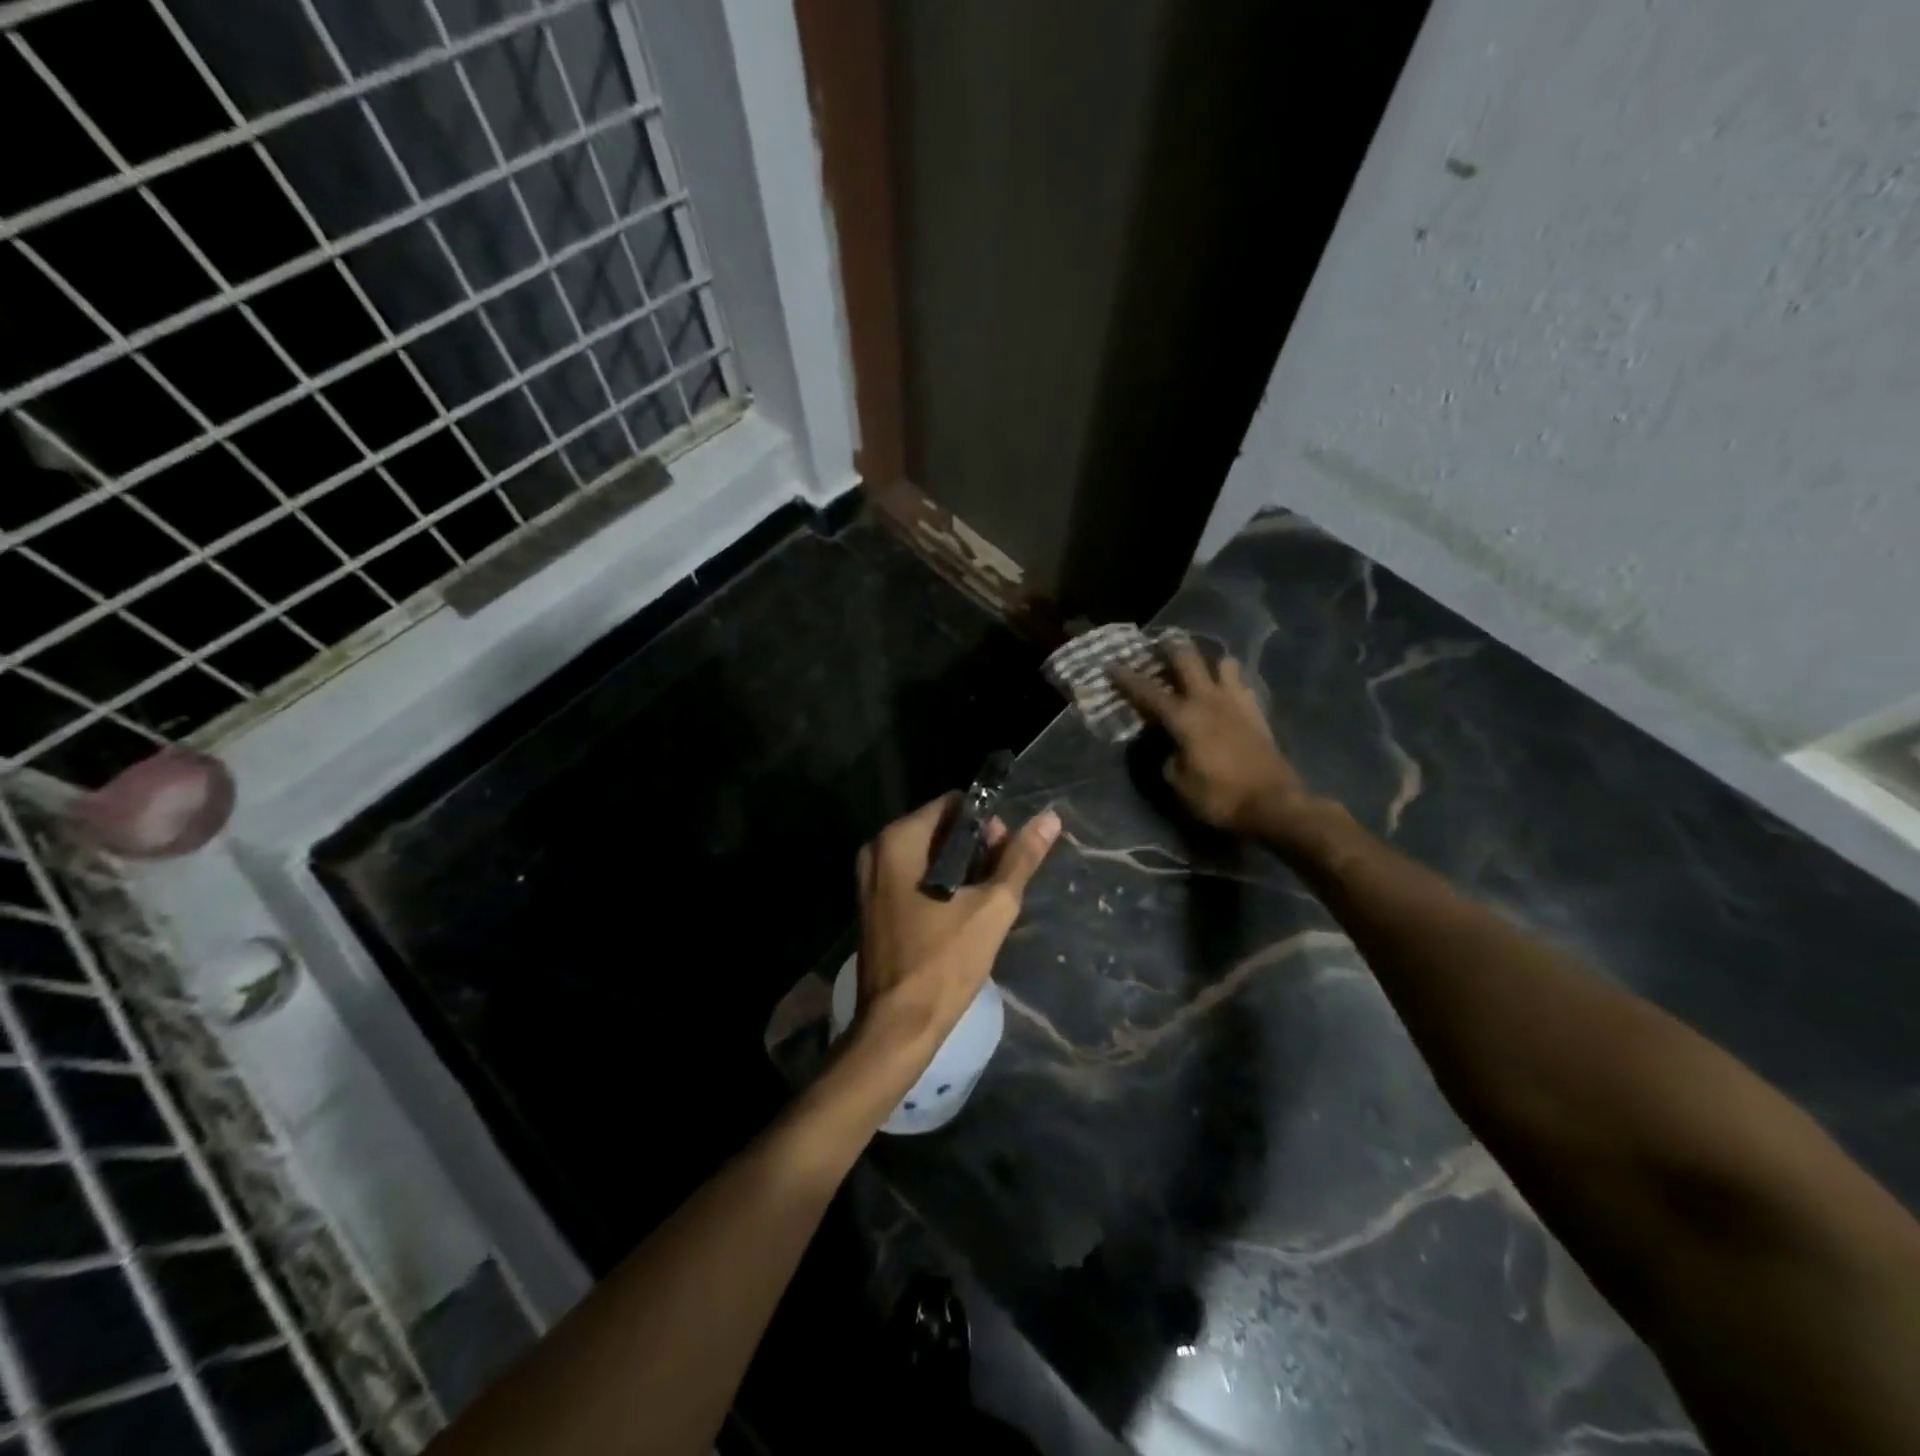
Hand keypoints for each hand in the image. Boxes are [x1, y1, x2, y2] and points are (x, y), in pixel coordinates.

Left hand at [844, 794, 1059, 1089]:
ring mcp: (870, 880)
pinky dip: (940, 885)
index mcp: (898, 841)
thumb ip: (1020, 858)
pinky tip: (963, 912)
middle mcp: (876, 851)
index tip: (1007, 851)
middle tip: (1001, 879)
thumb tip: (1050, 818)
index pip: (951, 805)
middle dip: (974, 847)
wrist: (898, 1027)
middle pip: (938, 829)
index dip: (986, 822)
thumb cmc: (944, 962)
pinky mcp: (873, 906)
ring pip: (927, 855)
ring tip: (988, 898)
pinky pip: (913, 878)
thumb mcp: (992, 906)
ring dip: (961, 869)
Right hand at [1112, 643, 1317, 836]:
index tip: (1112, 665)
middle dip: (1170, 649)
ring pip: (1222, 663)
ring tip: (1199, 670)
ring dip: (1208, 662)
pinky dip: (1230, 681)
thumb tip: (1167, 744)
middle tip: (1159, 647)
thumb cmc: (1219, 797)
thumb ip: (1166, 756)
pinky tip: (1225, 692)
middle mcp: (1209, 700)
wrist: (1274, 804)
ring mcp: (1237, 702)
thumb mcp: (1178, 783)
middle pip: (1188, 659)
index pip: (1148, 692)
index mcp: (1184, 717)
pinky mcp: (1257, 712)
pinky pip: (1242, 683)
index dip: (1127, 678)